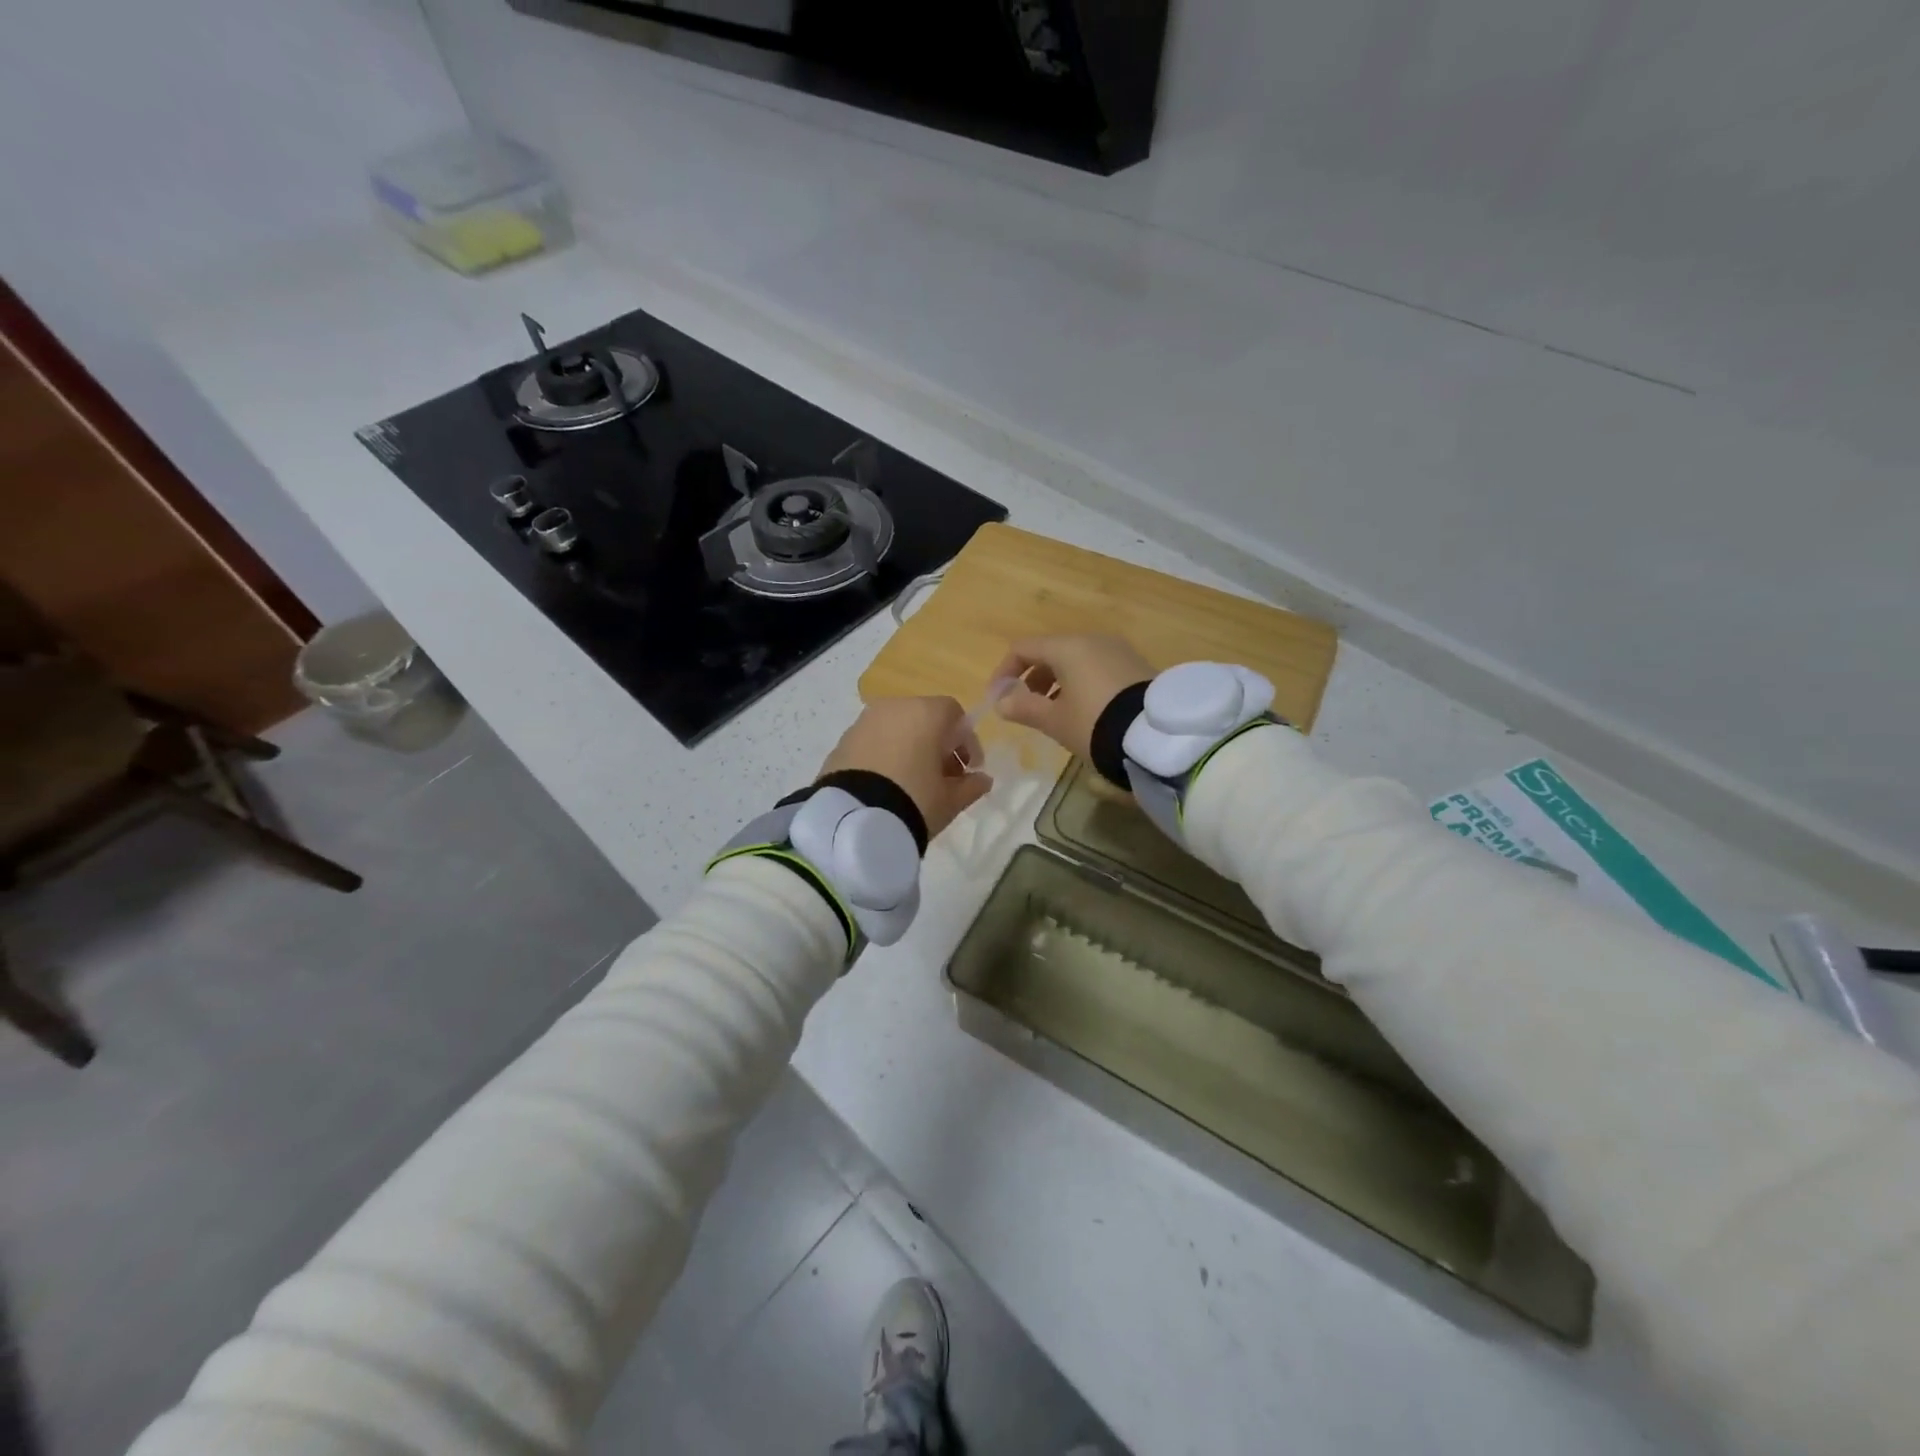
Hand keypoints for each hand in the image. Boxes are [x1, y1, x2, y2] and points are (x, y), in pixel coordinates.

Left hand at [819, 697, 992, 840]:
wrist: (853, 821)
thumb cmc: (914, 801)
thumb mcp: (950, 800)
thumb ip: (971, 786)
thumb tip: (983, 779)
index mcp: (925, 713)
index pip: (954, 713)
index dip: (967, 740)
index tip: (971, 768)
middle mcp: (893, 708)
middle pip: (924, 718)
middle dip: (937, 744)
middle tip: (943, 777)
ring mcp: (863, 722)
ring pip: (896, 728)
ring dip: (910, 748)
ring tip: (914, 783)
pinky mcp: (842, 741)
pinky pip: (873, 742)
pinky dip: (885, 755)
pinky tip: (887, 784)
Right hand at [990, 634, 1151, 759]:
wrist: (1156, 736)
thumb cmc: (1095, 723)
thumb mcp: (1055, 721)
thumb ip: (1024, 708)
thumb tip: (1001, 702)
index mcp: (1067, 647)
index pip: (1023, 648)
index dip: (1004, 672)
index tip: (998, 699)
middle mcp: (1093, 640)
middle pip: (1051, 652)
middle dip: (1032, 679)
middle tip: (1027, 708)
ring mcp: (1118, 651)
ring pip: (1076, 660)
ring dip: (1057, 683)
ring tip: (1055, 713)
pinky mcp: (1136, 666)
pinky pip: (1098, 668)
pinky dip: (1082, 683)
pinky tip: (1085, 711)